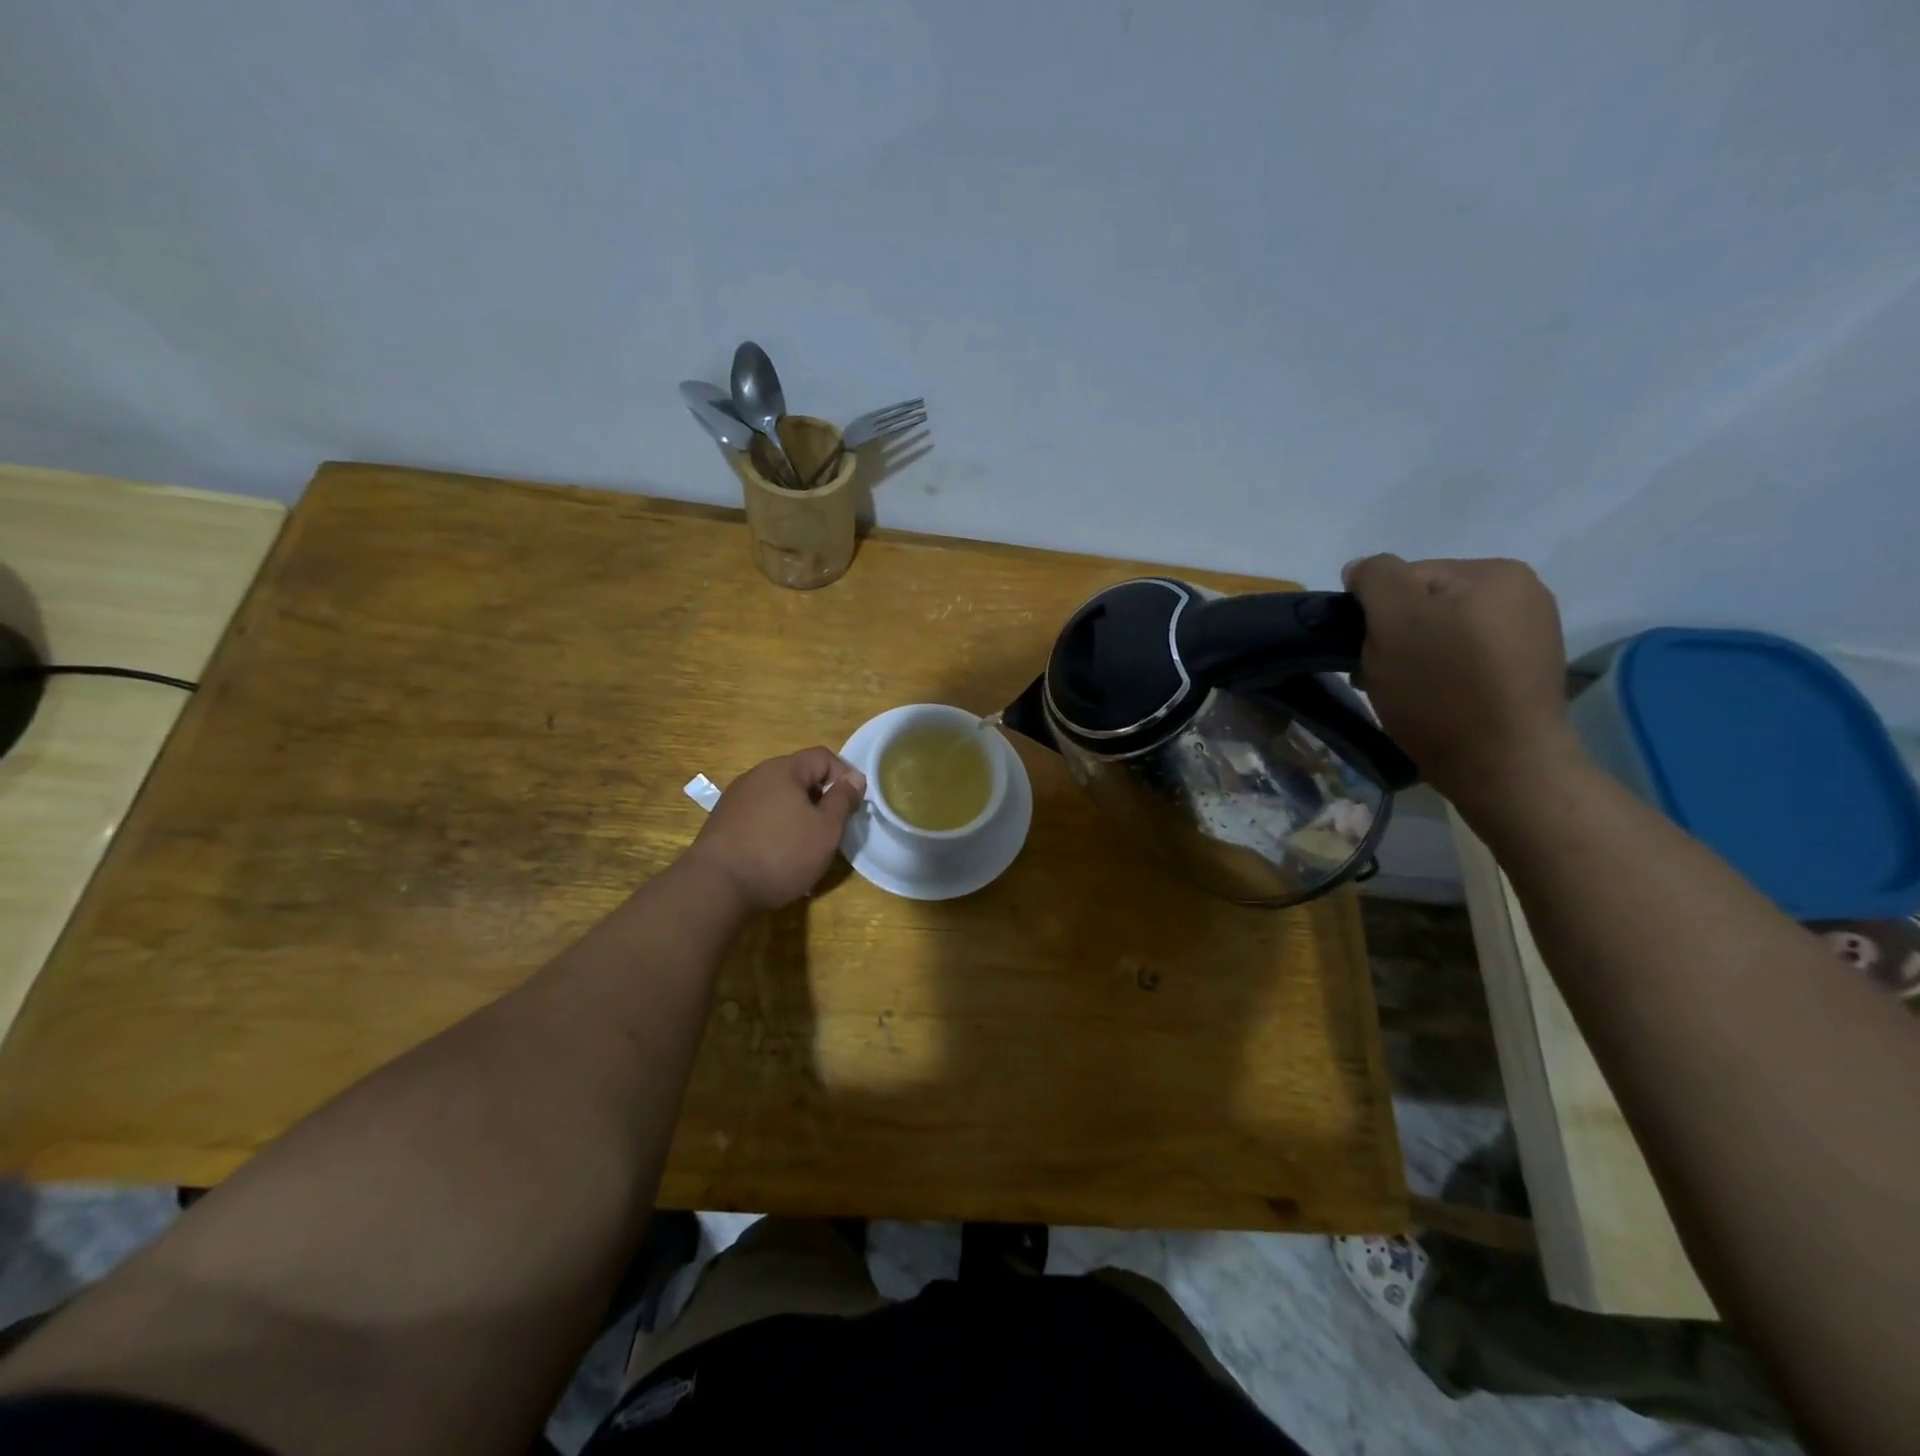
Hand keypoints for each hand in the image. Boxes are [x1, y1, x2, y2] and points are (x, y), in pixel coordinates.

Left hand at [684, 748, 866, 912]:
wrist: (716, 887)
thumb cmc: (780, 853)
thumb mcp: (826, 829)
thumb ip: (843, 800)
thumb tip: (855, 778)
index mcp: (783, 769)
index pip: (823, 757)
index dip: (844, 777)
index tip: (853, 807)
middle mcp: (756, 776)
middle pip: (799, 777)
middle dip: (820, 799)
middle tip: (832, 830)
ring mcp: (735, 799)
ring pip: (779, 798)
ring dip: (798, 816)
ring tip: (805, 847)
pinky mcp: (723, 823)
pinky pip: (760, 816)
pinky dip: (775, 829)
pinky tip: (777, 856)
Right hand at [1342, 555, 1583, 809]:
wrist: (1504, 769)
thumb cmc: (1443, 691)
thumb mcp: (1395, 620)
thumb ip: (1375, 579)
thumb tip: (1361, 570)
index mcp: (1495, 572)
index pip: (1405, 576)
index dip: (1376, 614)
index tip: (1370, 653)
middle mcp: (1522, 594)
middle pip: (1423, 605)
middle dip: (1395, 637)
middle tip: (1381, 677)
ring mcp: (1529, 636)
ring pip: (1440, 634)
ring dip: (1412, 658)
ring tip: (1405, 694)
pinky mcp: (1524, 675)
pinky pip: (1463, 661)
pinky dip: (1440, 677)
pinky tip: (1434, 703)